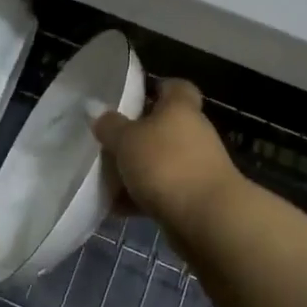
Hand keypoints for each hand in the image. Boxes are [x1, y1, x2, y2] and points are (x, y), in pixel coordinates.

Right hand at [92, 79, 240, 233]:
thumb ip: (110, 125)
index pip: (174, 87)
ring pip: (159, 161)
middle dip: (135, 136)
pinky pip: (161, 191)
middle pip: (163, 126)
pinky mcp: (194, 197)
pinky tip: (116, 207)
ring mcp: (196, 166)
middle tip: (106, 143)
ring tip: (105, 179)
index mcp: (180, 109)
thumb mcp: (126, 140)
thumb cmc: (166, 165)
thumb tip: (98, 113)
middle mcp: (193, 133)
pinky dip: (141, 197)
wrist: (207, 219)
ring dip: (136, 169)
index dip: (154, 88)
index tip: (129, 99)